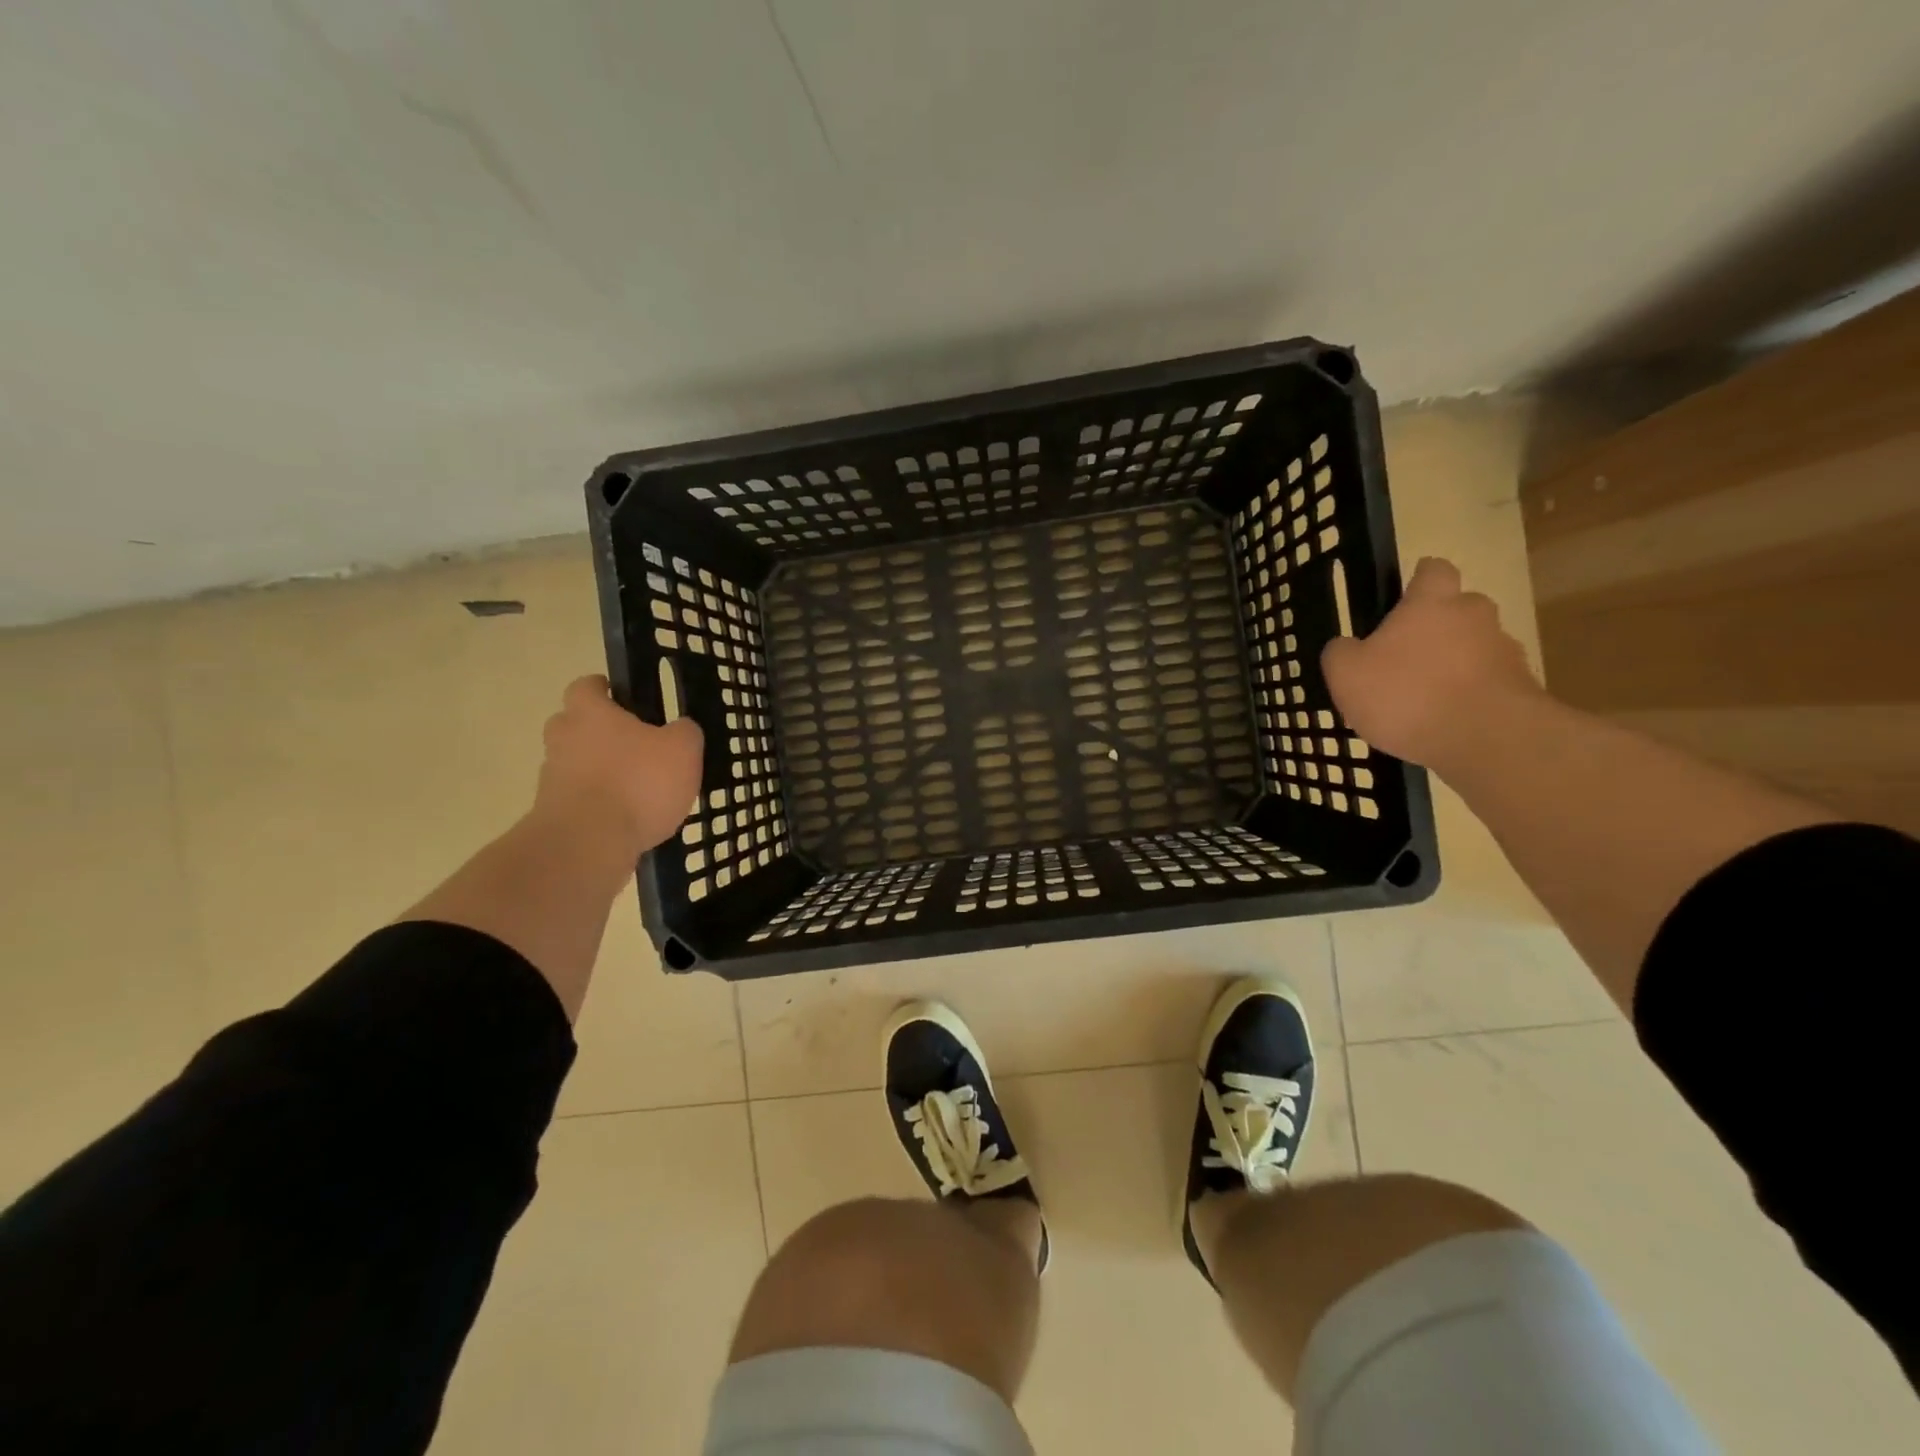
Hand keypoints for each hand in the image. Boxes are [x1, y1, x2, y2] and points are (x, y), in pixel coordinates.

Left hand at [536, 675, 702, 852]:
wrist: (588, 844)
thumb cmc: (638, 783)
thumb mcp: (682, 749)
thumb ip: (685, 732)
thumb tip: (681, 728)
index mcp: (590, 714)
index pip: (586, 687)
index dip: (602, 688)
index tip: (619, 694)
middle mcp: (563, 740)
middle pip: (572, 724)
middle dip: (596, 731)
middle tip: (630, 742)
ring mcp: (552, 779)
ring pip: (574, 764)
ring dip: (597, 771)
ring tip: (635, 788)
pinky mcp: (552, 815)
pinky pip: (577, 800)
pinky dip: (597, 804)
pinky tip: (627, 819)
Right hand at [1320, 557, 1540, 767]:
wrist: (1486, 739)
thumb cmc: (1407, 694)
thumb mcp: (1346, 674)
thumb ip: (1340, 652)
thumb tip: (1346, 646)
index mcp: (1431, 603)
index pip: (1433, 570)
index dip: (1419, 580)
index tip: (1405, 598)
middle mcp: (1474, 616)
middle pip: (1459, 609)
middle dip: (1438, 628)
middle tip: (1407, 657)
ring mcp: (1504, 651)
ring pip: (1475, 648)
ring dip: (1455, 665)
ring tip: (1425, 700)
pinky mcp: (1522, 688)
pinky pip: (1488, 684)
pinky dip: (1469, 696)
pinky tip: (1446, 723)